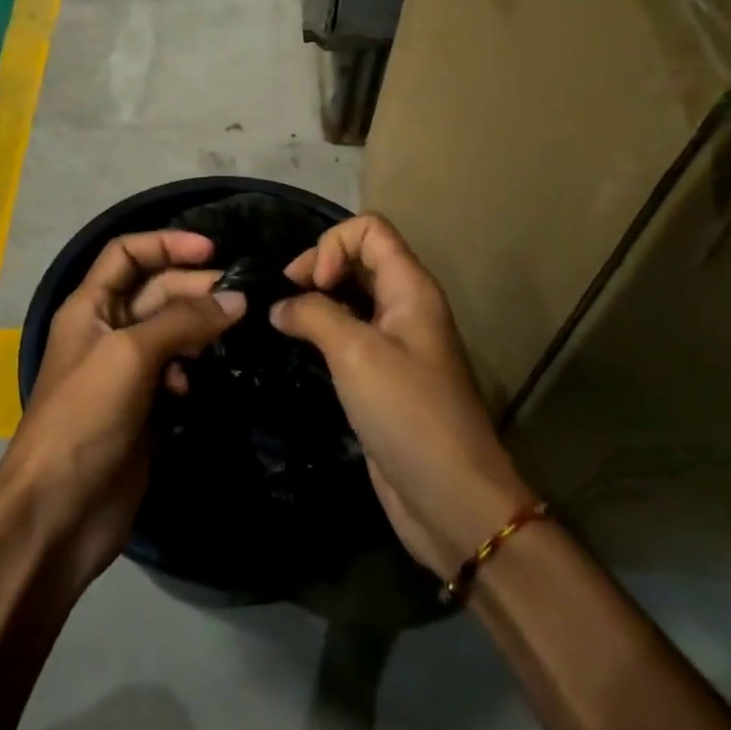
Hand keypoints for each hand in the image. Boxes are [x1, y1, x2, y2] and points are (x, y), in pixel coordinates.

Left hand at [0, 230, 244, 584]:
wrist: (58, 511)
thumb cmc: (85, 417)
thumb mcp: (130, 355)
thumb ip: (183, 321)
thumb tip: (237, 300)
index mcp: (90, 306)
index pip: (127, 253)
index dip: (166, 243)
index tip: (213, 250)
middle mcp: (108, 330)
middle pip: (156, 290)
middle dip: (194, 287)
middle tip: (239, 299)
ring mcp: (126, 370)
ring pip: (171, 330)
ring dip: (199, 327)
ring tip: (231, 333)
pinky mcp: (144, 406)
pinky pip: (175, 370)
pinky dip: (190, 367)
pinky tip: (197, 381)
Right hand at [271, 214, 533, 580]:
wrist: (451, 499)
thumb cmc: (409, 414)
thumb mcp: (357, 353)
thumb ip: (314, 315)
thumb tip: (279, 306)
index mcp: (410, 288)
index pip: (369, 230)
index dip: (333, 245)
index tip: (312, 285)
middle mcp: (404, 307)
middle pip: (358, 258)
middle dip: (317, 268)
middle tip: (283, 302)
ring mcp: (394, 343)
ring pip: (350, 297)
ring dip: (315, 301)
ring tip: (280, 322)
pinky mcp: (381, 377)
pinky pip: (348, 335)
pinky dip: (320, 332)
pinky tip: (295, 350)